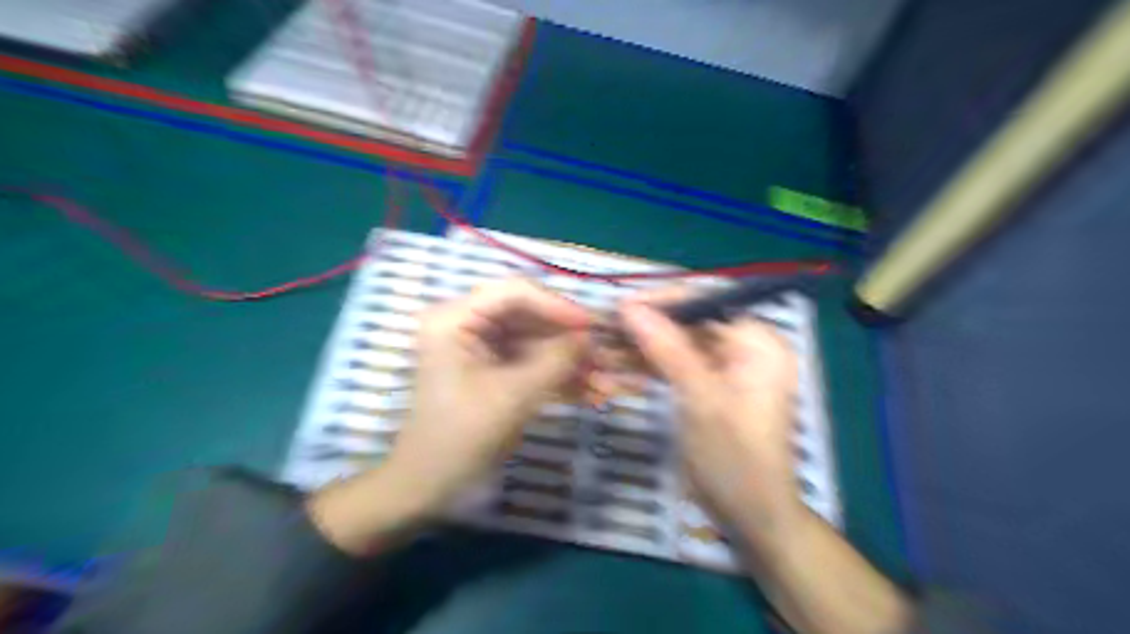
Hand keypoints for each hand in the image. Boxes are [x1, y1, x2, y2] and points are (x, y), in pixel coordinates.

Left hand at [307, 279, 592, 551]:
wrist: (430, 486)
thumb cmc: (459, 437)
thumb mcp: (511, 397)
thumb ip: (554, 361)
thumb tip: (591, 336)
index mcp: (455, 319)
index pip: (514, 292)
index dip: (556, 305)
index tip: (592, 326)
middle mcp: (468, 324)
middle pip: (531, 318)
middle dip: (571, 342)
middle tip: (609, 357)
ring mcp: (484, 348)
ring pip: (538, 344)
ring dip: (572, 364)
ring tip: (609, 385)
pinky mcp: (497, 370)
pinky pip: (534, 364)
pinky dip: (561, 379)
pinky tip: (593, 394)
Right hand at [618, 292, 802, 543]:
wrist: (748, 515)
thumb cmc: (734, 456)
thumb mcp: (699, 398)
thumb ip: (667, 347)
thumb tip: (630, 306)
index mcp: (758, 342)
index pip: (707, 303)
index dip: (663, 301)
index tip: (621, 306)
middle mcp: (744, 347)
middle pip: (688, 323)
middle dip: (645, 328)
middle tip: (603, 330)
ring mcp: (725, 368)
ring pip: (676, 345)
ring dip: (639, 349)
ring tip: (600, 351)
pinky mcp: (707, 386)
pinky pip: (675, 367)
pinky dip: (647, 369)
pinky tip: (614, 370)